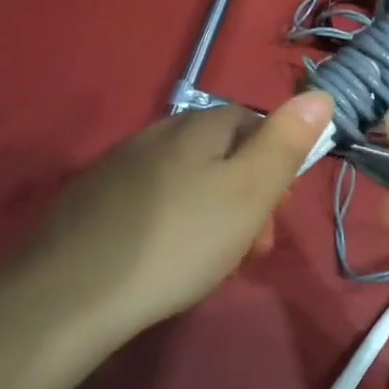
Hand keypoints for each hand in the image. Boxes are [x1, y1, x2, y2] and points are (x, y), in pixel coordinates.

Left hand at [12, 91, 334, 345]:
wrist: (69, 294)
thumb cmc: (177, 241)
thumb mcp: (248, 192)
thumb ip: (285, 143)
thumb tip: (320, 94)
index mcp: (196, 127)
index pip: (252, 122)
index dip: (276, 163)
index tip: (278, 212)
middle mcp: (156, 134)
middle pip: (219, 154)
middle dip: (247, 196)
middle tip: (252, 250)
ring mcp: (119, 167)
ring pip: (186, 181)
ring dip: (213, 215)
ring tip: (214, 265)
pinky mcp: (93, 202)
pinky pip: (152, 203)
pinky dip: (174, 226)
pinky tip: (168, 262)